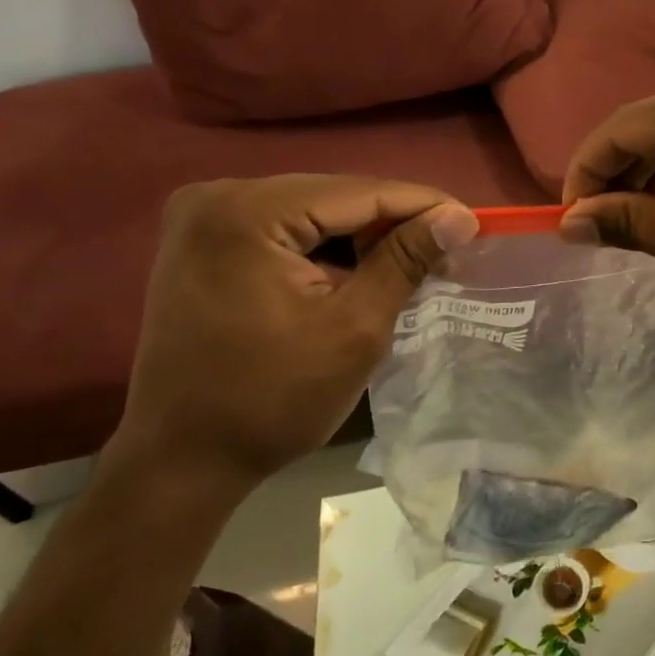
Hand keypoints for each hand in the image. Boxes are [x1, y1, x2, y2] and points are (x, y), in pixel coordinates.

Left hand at [105, 175, 478, 500]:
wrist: (180, 462)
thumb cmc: (271, 401)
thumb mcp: (354, 328)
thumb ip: (406, 261)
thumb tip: (459, 216)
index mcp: (248, 212)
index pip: (358, 192)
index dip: (422, 205)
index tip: (474, 222)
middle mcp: (218, 196)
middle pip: (332, 196)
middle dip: (392, 222)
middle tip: (447, 248)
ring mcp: (201, 217)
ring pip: (310, 211)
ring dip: (361, 236)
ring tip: (413, 262)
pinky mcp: (201, 242)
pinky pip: (282, 230)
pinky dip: (325, 248)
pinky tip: (359, 270)